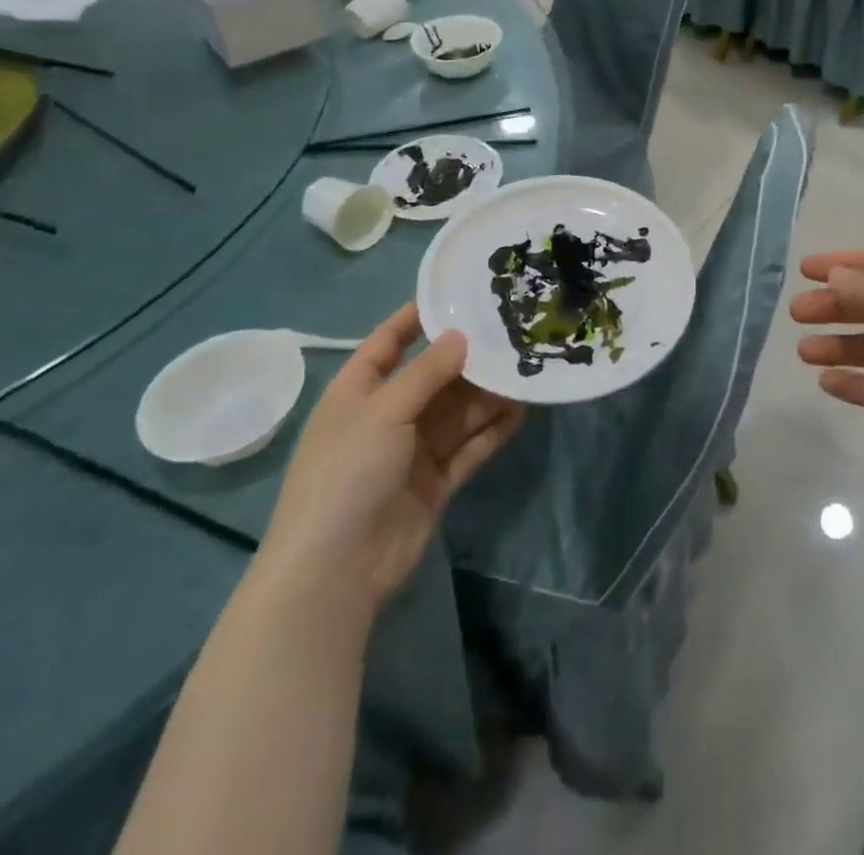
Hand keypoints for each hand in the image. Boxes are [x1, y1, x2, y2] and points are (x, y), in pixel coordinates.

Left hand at [255, 304, 522, 618]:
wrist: (336, 571)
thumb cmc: (347, 474)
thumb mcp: (383, 411)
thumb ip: (426, 372)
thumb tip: (461, 335)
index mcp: (359, 391)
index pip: (389, 341)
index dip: (418, 317)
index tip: (459, 293)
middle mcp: (387, 415)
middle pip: (435, 376)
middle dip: (470, 357)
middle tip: (514, 331)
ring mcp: (413, 450)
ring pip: (459, 410)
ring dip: (489, 393)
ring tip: (528, 367)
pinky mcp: (436, 480)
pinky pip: (470, 445)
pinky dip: (493, 429)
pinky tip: (523, 409)